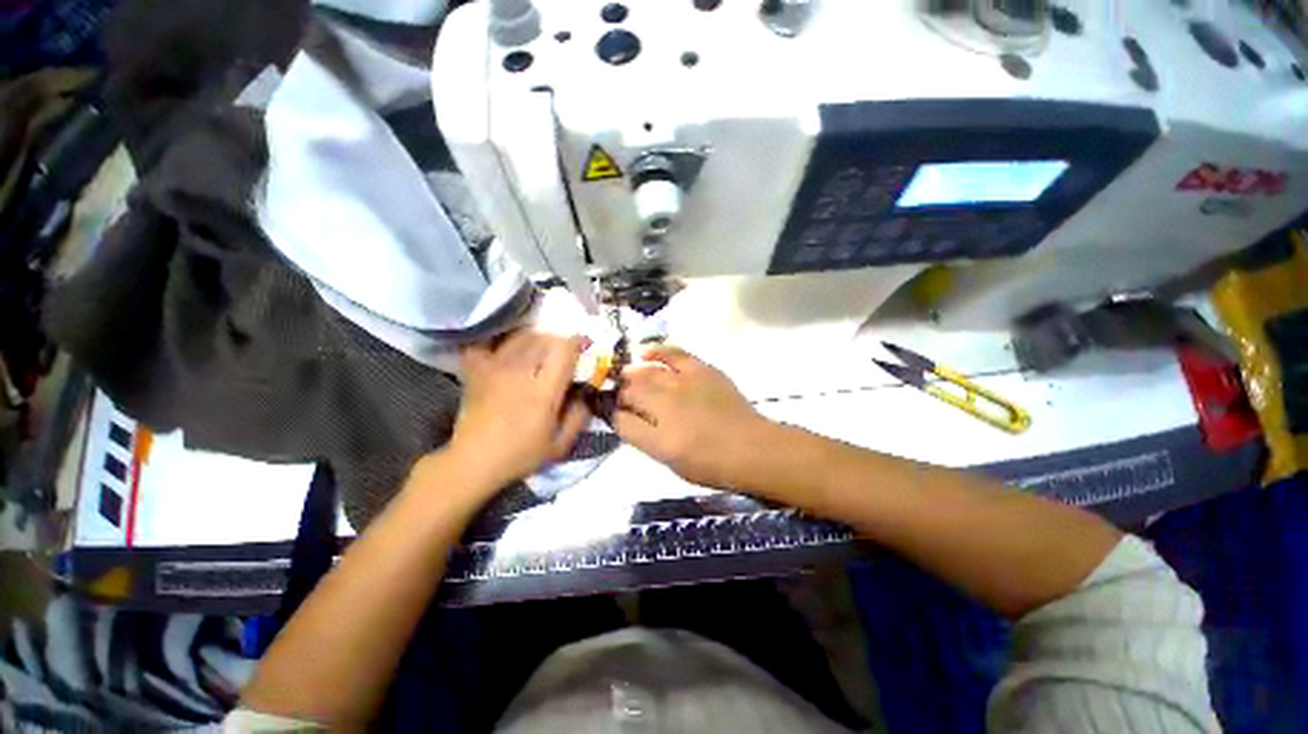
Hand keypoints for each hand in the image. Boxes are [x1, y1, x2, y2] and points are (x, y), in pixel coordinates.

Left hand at [444, 331, 591, 491]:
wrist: (473, 461)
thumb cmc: (520, 455)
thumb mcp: (560, 445)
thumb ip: (579, 416)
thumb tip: (587, 390)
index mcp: (542, 392)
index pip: (563, 351)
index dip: (578, 343)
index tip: (585, 347)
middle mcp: (519, 373)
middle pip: (544, 338)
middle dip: (560, 342)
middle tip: (564, 354)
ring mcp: (494, 368)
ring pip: (521, 336)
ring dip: (537, 339)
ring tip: (541, 352)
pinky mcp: (476, 369)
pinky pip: (490, 341)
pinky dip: (503, 340)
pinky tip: (511, 350)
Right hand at [615, 345, 772, 488]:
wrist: (752, 448)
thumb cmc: (712, 465)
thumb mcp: (672, 462)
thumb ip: (646, 439)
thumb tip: (626, 419)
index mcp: (659, 439)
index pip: (621, 421)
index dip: (612, 415)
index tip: (612, 412)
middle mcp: (667, 409)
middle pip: (630, 392)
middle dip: (619, 392)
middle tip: (619, 394)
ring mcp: (684, 386)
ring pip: (646, 373)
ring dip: (632, 374)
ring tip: (627, 374)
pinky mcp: (701, 371)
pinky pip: (674, 354)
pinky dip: (658, 352)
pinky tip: (646, 352)